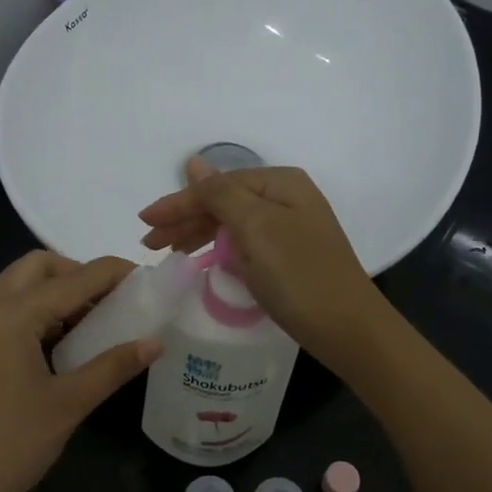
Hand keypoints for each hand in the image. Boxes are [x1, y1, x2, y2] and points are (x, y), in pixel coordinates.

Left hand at [0, 251, 161, 491]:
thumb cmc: (9, 445)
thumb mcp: (68, 404)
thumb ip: (113, 367)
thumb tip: (155, 343)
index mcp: (11, 313)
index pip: (73, 279)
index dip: (113, 273)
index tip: (146, 276)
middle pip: (37, 267)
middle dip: (77, 273)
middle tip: (113, 299)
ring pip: (18, 288)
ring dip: (56, 292)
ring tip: (95, 322)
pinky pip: (5, 312)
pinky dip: (36, 313)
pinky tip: (61, 345)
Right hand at [138, 159, 385, 362]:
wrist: (347, 328)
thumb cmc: (298, 275)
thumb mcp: (255, 228)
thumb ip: (220, 194)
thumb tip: (194, 163)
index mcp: (280, 183)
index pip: (217, 185)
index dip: (178, 203)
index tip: (144, 222)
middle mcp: (287, 198)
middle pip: (224, 201)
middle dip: (185, 219)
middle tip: (150, 243)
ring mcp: (291, 227)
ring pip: (232, 222)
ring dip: (199, 234)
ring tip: (169, 252)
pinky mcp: (290, 255)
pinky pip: (245, 242)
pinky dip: (220, 248)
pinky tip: (204, 258)